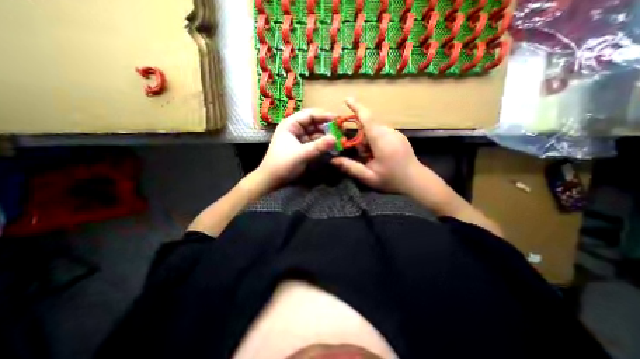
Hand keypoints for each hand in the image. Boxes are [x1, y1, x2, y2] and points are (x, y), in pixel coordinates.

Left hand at [254, 108, 336, 192]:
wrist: (271, 179)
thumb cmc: (283, 164)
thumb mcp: (302, 154)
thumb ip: (319, 146)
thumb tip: (335, 138)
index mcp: (290, 124)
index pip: (310, 114)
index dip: (324, 115)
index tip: (338, 119)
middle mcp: (295, 128)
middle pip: (313, 123)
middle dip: (327, 126)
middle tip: (341, 130)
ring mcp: (298, 138)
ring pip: (315, 133)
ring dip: (326, 135)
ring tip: (339, 138)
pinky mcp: (301, 147)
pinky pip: (314, 142)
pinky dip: (322, 143)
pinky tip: (331, 145)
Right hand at [329, 99, 439, 196]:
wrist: (417, 181)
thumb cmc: (392, 180)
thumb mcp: (368, 177)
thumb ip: (350, 167)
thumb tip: (333, 160)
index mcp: (381, 140)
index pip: (367, 118)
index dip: (356, 107)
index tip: (346, 99)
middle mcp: (389, 132)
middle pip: (368, 126)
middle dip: (360, 138)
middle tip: (362, 156)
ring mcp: (396, 133)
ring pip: (375, 130)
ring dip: (368, 141)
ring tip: (372, 158)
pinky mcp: (399, 136)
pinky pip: (382, 133)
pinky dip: (375, 141)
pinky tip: (379, 155)